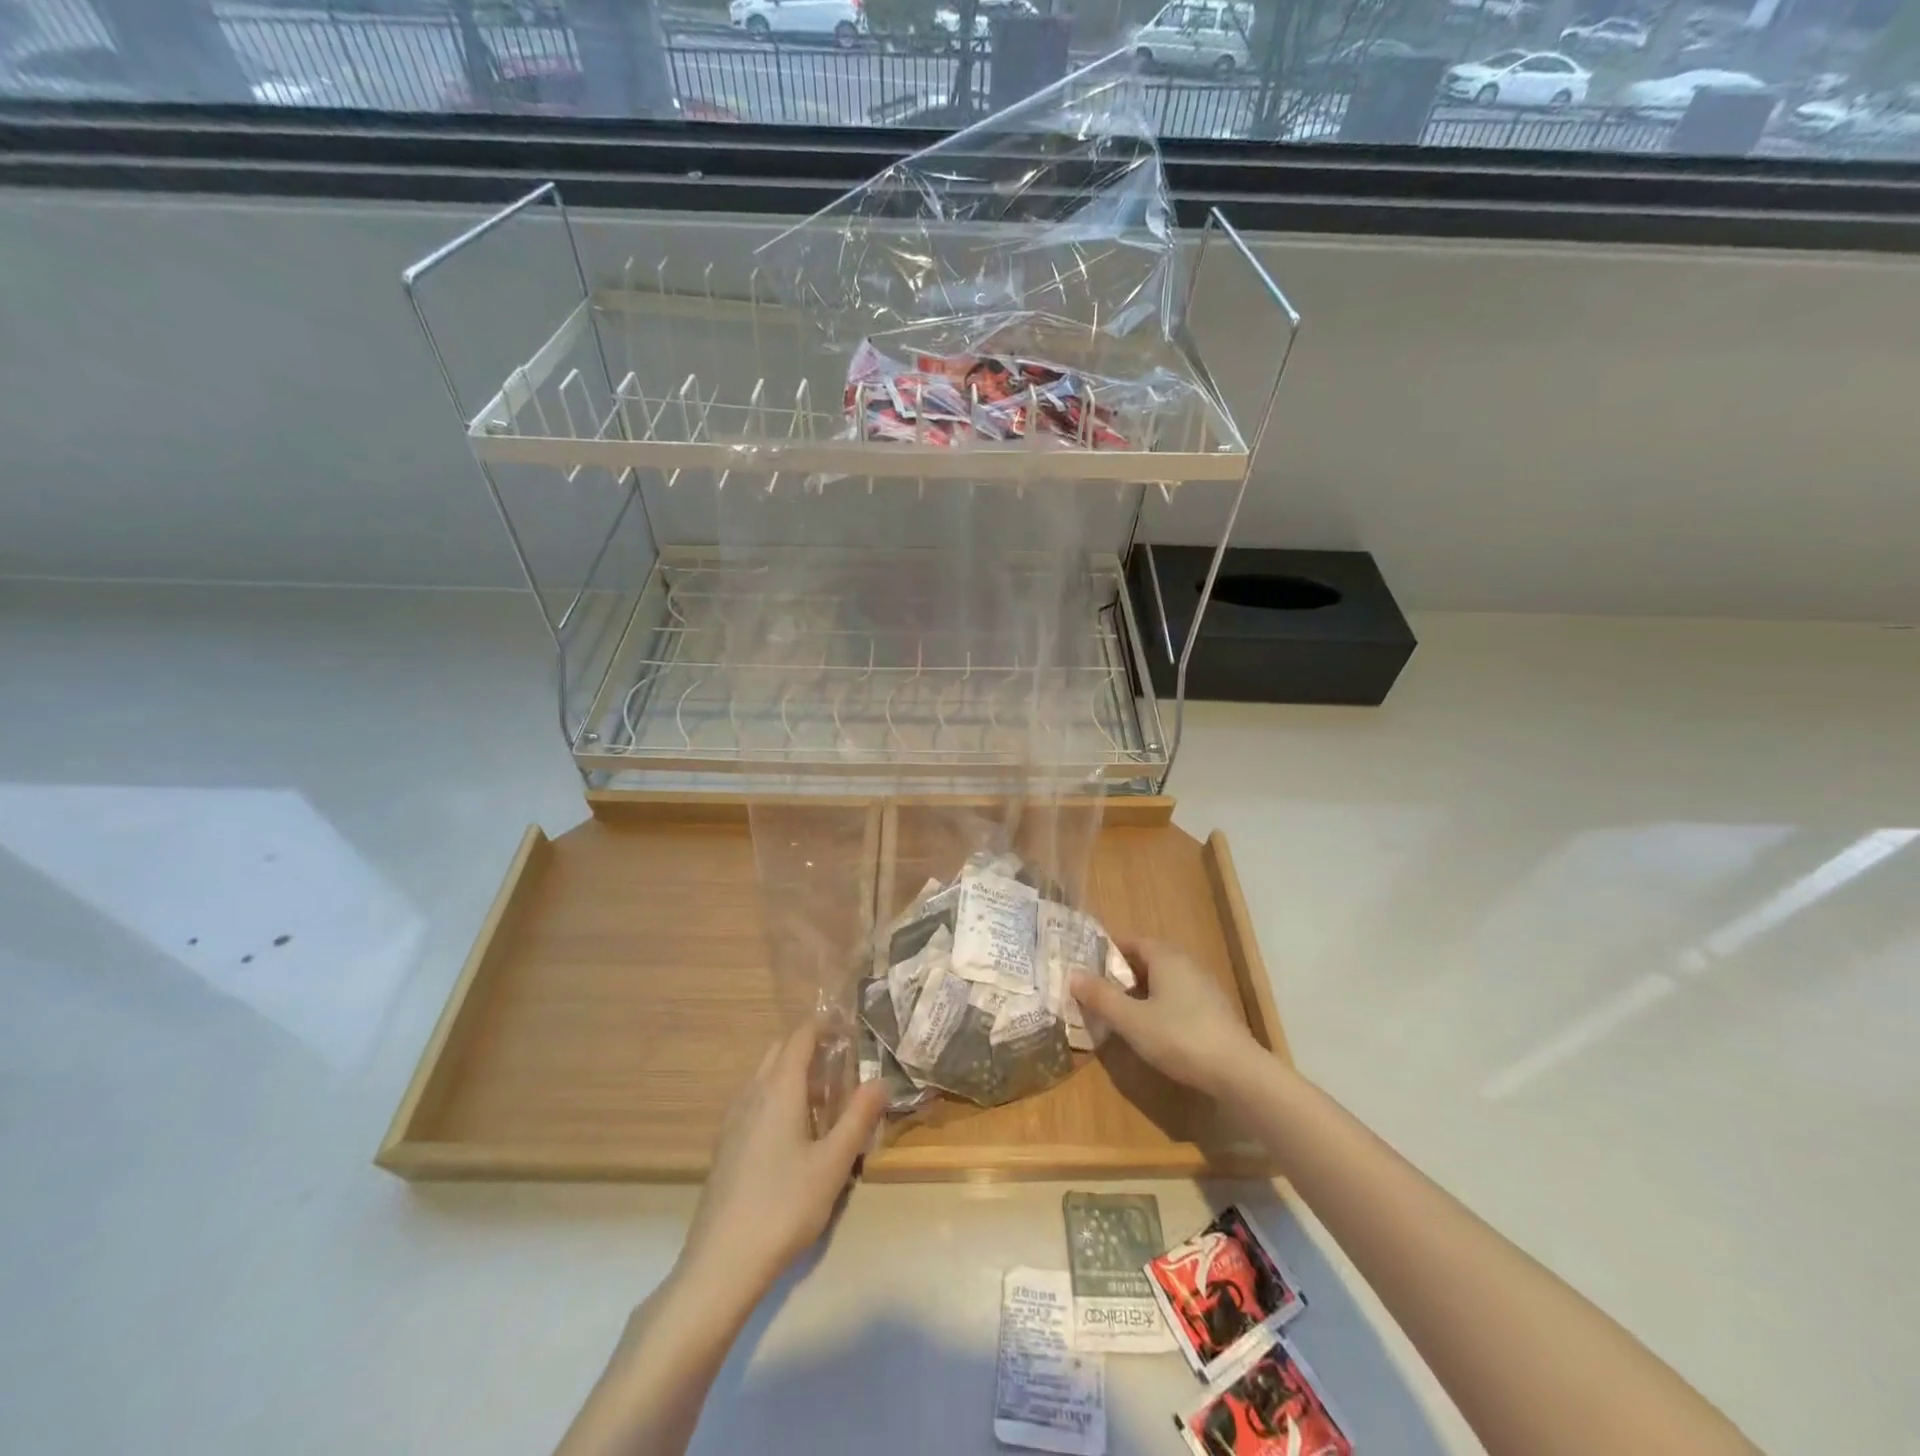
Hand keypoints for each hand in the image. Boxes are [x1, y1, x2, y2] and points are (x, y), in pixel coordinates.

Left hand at [677, 1022, 887, 1312]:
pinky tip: (793, 1131)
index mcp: (779, 1088)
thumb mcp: (834, 1163)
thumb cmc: (785, 1206)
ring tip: (822, 1096)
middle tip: (841, 1062)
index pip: (800, 1037)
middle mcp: (752, 1093)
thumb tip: (881, 1080)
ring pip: (764, 1076)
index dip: (824, 1025)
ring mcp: (733, 1119)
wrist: (722, 1263)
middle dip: (809, 1047)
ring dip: (791, 1072)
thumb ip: (859, 1117)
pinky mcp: (725, 1145)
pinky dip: (776, 1095)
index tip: (849, 1026)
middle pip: (780, 1051)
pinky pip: (754, 1100)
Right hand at [1071, 939, 1261, 1097]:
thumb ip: (1101, 997)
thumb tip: (1072, 975)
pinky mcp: (1213, 1012)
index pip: (1132, 941)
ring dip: (1140, 990)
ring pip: (1163, 980)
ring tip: (1117, 1008)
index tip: (1086, 962)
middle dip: (1122, 971)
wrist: (1237, 1072)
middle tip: (1096, 986)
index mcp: (1166, 957)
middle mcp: (1186, 964)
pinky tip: (1149, 1027)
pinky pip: (1177, 998)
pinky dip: (1158, 1005)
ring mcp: (1204, 988)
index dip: (1108, 949)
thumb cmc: (1179, 1036)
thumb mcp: (1131, 1019)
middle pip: (1148, 959)